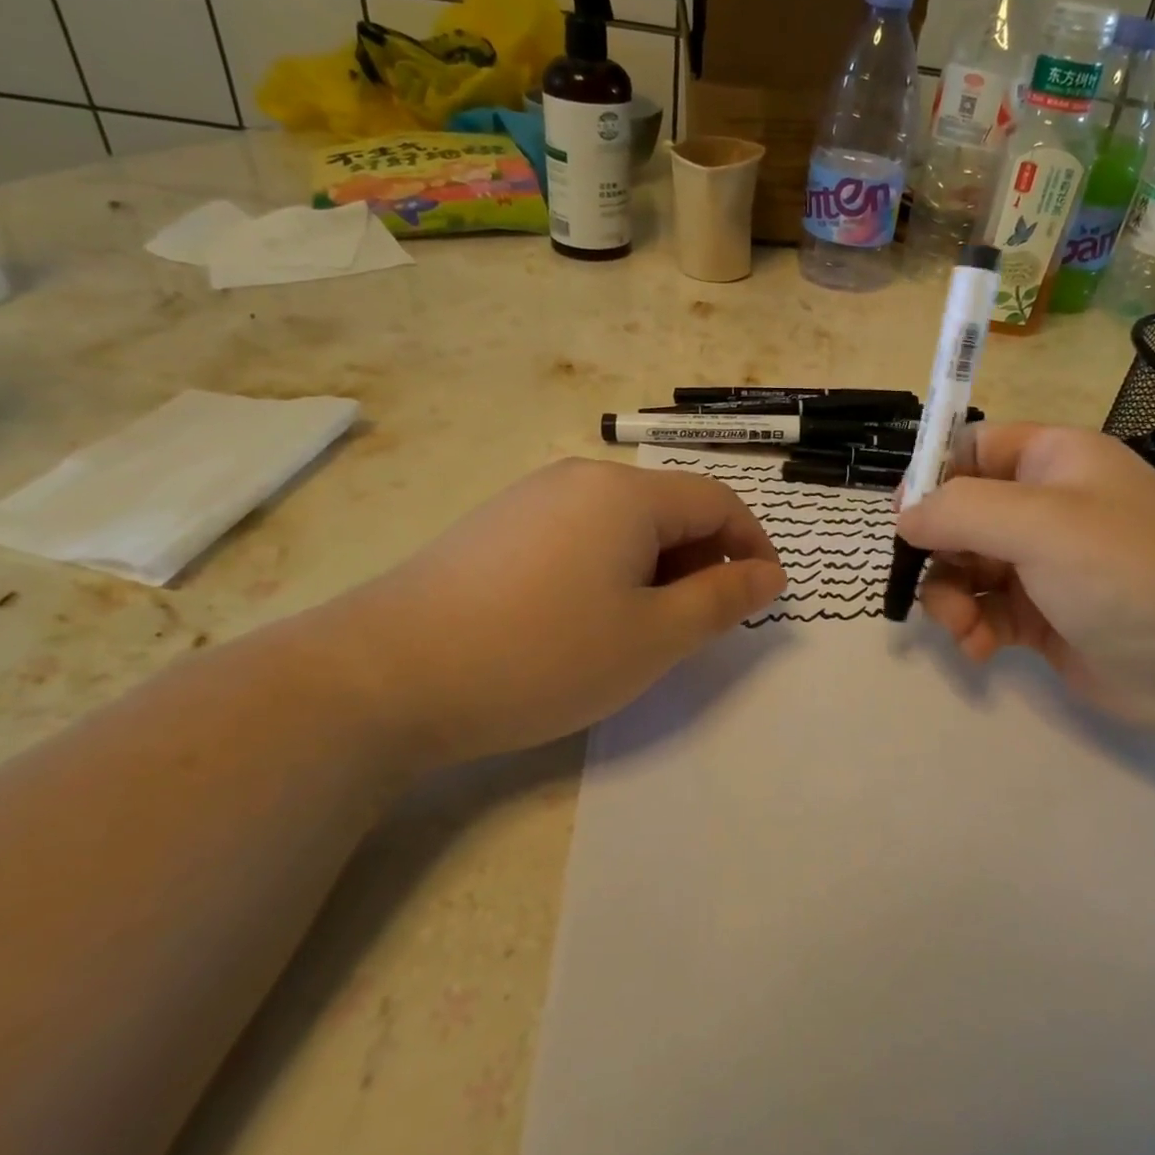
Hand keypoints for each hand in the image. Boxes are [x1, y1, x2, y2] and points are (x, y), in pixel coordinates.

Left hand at [340, 458, 784, 765]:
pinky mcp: (496, 527)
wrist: (385, 676)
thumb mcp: (652, 637)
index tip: (763, 597)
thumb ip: (721, 600)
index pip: (718, 501)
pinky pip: (578, 535)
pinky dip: (607, 569)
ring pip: (623, 525)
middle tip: (698, 626)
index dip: (752, 545)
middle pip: (669, 508)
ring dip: (655, 568)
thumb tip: (769, 574)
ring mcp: (531, 498)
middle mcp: (580, 479)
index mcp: (627, 493)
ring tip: (640, 629)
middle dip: (702, 561)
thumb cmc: (542, 654)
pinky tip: (580, 619)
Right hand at [895, 423, 1154, 736]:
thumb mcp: (1040, 524)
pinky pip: (984, 610)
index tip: (904, 516)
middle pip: (961, 513)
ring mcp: (1042, 563)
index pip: (974, 447)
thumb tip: (904, 516)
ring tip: (962, 628)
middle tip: (926, 579)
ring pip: (964, 566)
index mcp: (1054, 461)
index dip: (933, 475)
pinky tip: (980, 650)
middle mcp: (1046, 506)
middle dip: (938, 549)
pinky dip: (972, 627)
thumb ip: (960, 510)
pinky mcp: (1040, 616)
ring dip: (950, 596)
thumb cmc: (1126, 572)